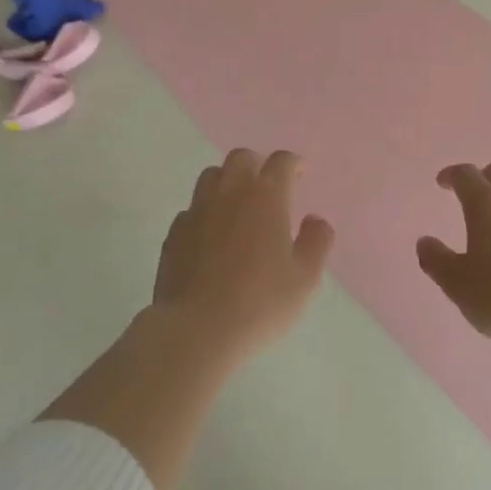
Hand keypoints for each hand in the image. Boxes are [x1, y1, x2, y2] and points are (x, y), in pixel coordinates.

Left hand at [152, 149, 335, 362]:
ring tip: (237, 205)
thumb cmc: (260, 303)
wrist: (196, 331)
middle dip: (257, 164)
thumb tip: (315, 220)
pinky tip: (211, 235)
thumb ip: (316, 242)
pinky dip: (205, 212)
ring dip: (227, 181)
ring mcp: (197, 210)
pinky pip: (192, 208)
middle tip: (267, 185)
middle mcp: (230, 193)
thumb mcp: (305, 278)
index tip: (300, 173)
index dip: (293, 163)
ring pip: (212, 176)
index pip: (281, 162)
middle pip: (241, 158)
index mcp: (266, 196)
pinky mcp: (174, 233)